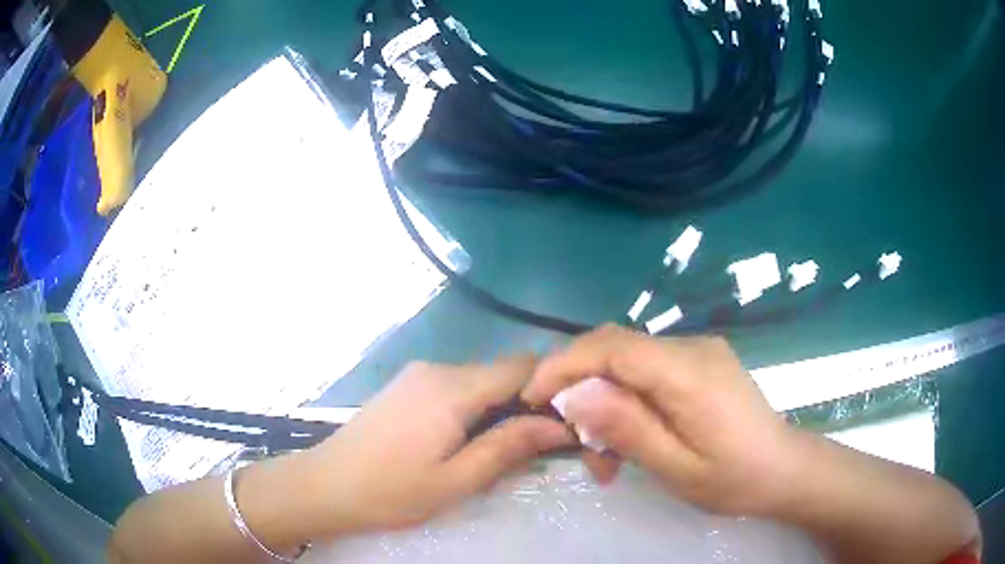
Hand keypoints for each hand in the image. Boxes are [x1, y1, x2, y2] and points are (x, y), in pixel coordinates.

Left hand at [304, 356, 574, 534]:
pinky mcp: (406, 386)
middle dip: (526, 403)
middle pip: (501, 373)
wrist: (324, 485)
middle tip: (536, 446)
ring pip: (479, 381)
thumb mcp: (457, 480)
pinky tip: (464, 440)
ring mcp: (418, 375)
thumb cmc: (391, 491)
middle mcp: (437, 369)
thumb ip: (509, 447)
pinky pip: (455, 387)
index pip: (522, 367)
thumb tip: (560, 425)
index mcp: (453, 388)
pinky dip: (473, 407)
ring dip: (499, 408)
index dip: (551, 389)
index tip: (564, 423)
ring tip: (499, 449)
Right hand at [522, 325, 799, 515]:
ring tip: (605, 458)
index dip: (563, 364)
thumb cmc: (734, 479)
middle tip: (571, 439)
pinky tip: (631, 438)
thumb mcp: (676, 467)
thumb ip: (627, 427)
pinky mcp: (701, 362)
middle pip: (615, 347)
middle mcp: (692, 348)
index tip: (532, 398)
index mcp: (689, 373)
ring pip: (628, 361)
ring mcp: (698, 351)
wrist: (784, 469)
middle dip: (579, 385)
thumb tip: (574, 393)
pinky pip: (649, 370)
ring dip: (603, 400)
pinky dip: (627, 400)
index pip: (612, 346)